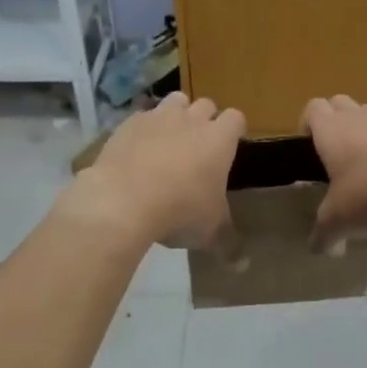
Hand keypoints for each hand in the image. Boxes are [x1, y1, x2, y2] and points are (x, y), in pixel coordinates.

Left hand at [67, 93, 245, 248]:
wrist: (123, 200)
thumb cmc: (180, 211)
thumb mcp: (209, 232)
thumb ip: (228, 243)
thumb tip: (243, 266)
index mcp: (220, 140)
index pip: (236, 119)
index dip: (234, 131)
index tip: (229, 147)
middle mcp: (191, 120)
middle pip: (206, 105)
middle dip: (204, 120)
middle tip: (199, 147)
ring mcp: (158, 117)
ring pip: (175, 101)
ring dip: (176, 115)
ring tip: (169, 141)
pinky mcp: (128, 123)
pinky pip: (142, 117)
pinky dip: (144, 129)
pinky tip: (137, 151)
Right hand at [303, 95, 366, 246]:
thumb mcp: (341, 221)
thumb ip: (324, 234)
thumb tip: (315, 248)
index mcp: (332, 130)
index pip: (312, 108)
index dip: (308, 124)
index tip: (311, 147)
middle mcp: (359, 115)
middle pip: (340, 103)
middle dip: (336, 123)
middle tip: (339, 156)